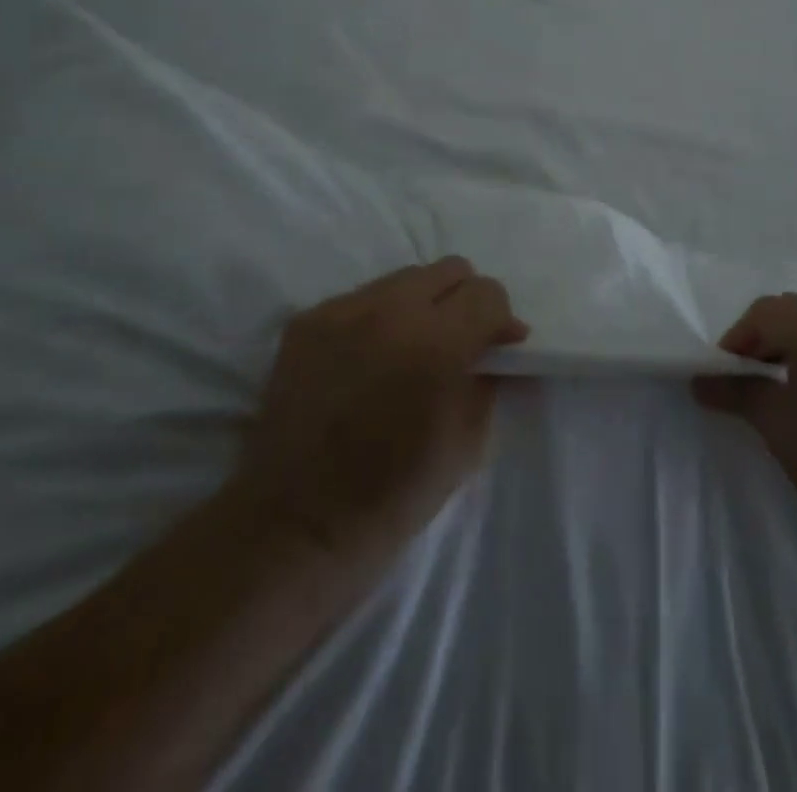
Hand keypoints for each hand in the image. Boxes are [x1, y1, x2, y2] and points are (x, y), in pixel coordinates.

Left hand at [228, 258, 527, 560]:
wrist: (294, 526)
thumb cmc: (393, 495)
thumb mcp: (467, 443)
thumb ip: (489, 380)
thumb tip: (503, 348)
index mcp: (437, 344)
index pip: (487, 293)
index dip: (499, 319)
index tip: (496, 347)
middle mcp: (390, 311)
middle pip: (449, 270)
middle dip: (463, 302)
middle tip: (458, 342)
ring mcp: (342, 311)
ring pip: (403, 279)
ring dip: (420, 306)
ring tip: (409, 350)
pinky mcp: (306, 321)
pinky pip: (360, 299)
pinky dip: (377, 320)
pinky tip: (368, 360)